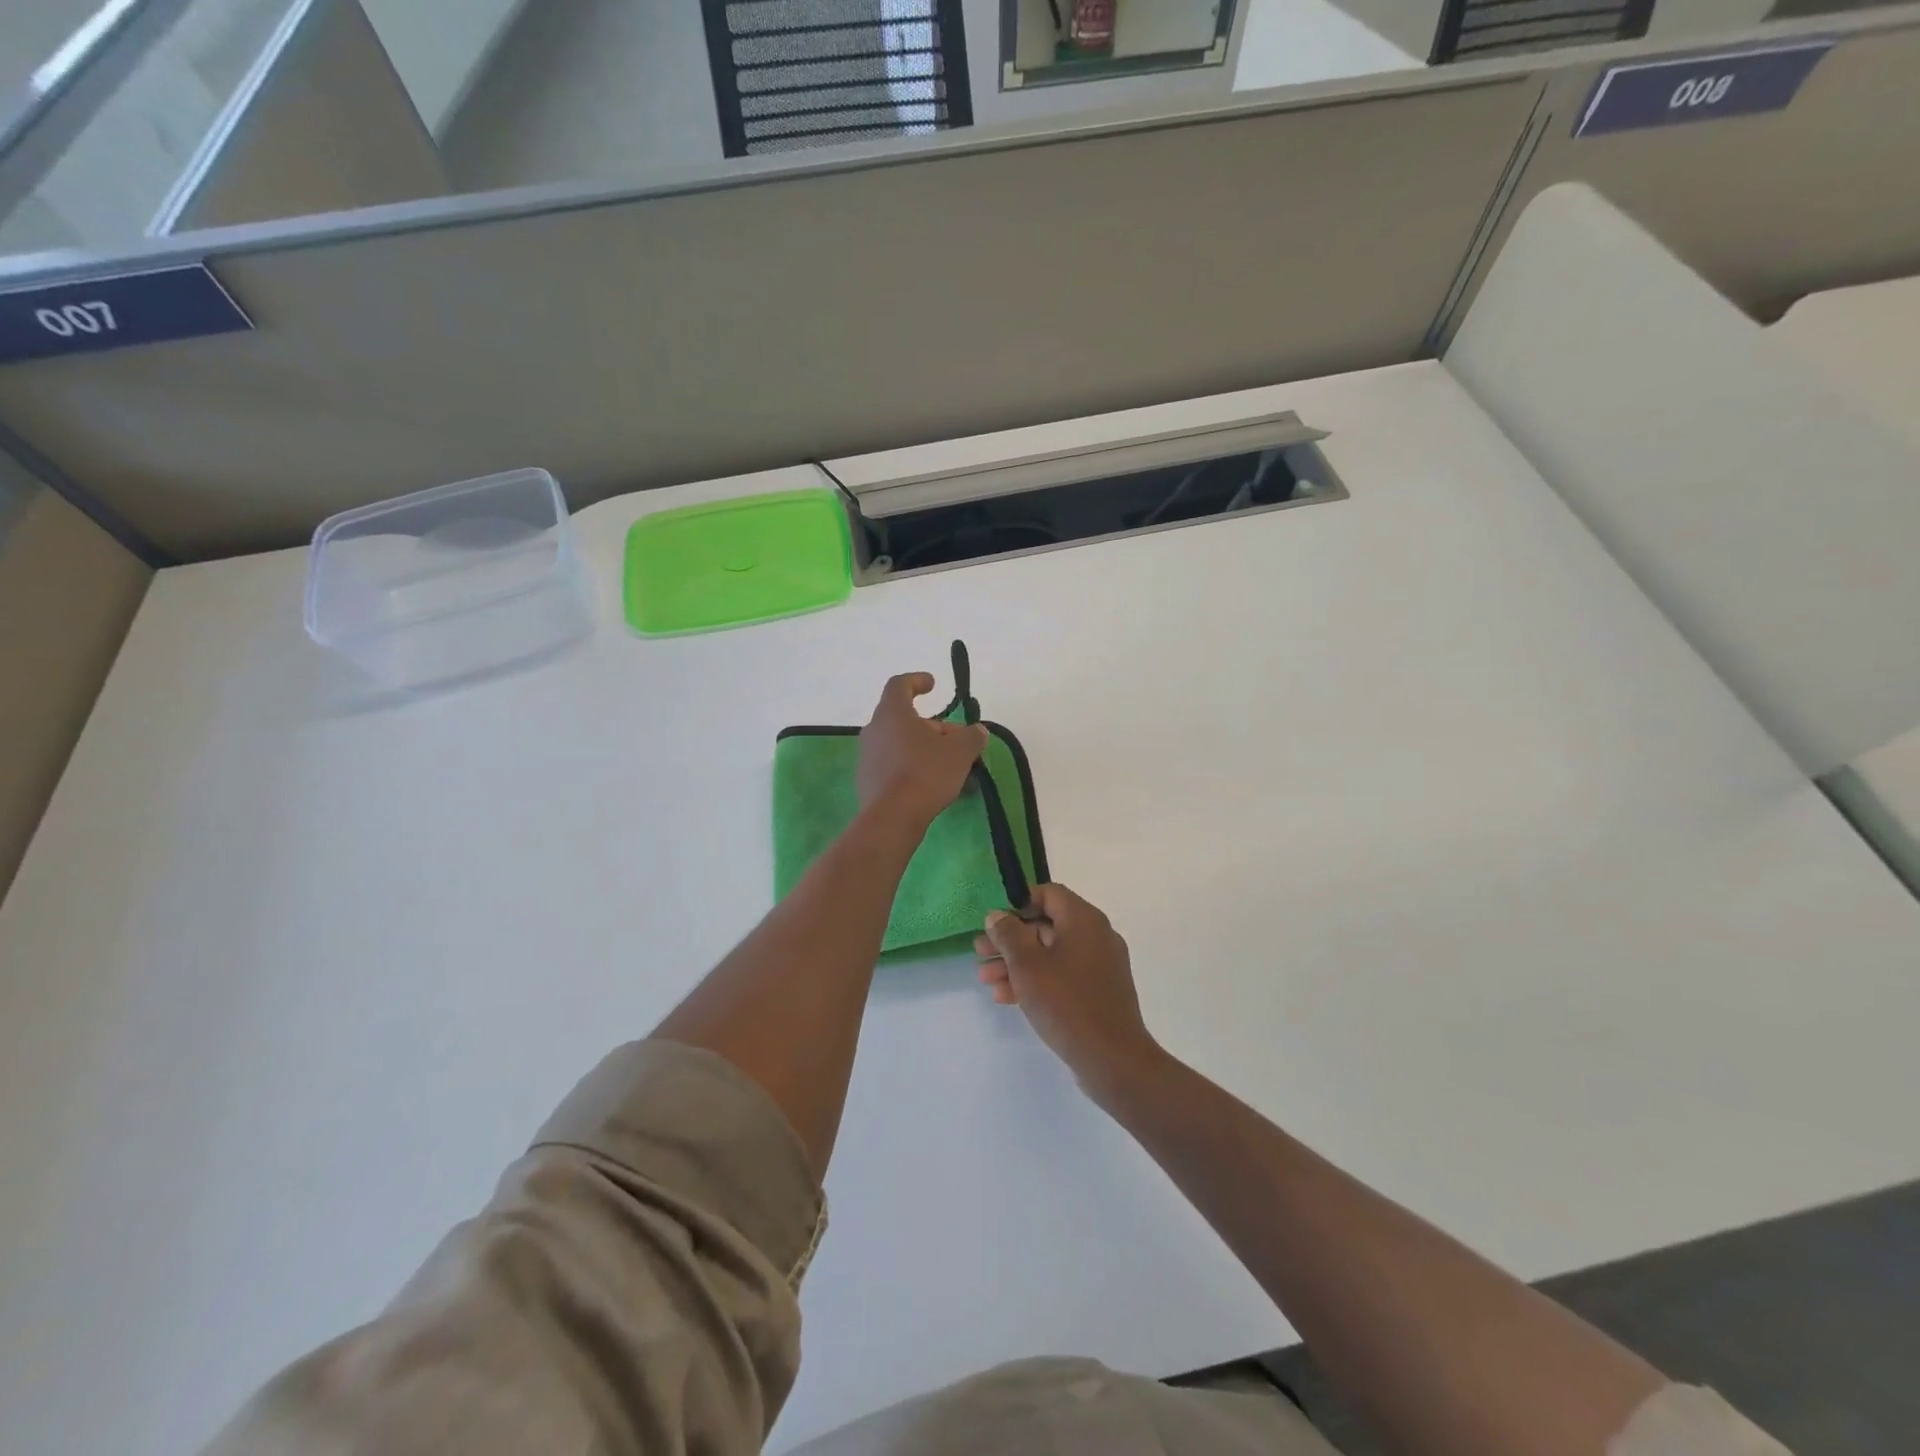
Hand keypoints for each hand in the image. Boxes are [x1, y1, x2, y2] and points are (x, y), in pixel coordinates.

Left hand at [857, 672, 988, 832]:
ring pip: (898, 743)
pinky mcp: (866, 780)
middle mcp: (874, 729)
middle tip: (954, 740)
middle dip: (930, 726)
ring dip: (922, 748)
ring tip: (947, 765)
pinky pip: (892, 765)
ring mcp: (867, 756)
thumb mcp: (960, 752)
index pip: (899, 685)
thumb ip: (972, 736)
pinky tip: (931, 785)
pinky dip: (911, 767)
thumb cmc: (926, 773)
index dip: (917, 681)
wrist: (892, 817)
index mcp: (892, 713)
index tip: (933, 684)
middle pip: (903, 718)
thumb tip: (977, 731)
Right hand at [975, 884, 1162, 1096]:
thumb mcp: (1027, 965)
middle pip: (1046, 925)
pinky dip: (1036, 980)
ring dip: (1017, 963)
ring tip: (986, 980)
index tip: (994, 922)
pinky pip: (1063, 975)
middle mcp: (1096, 935)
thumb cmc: (1066, 1002)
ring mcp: (1100, 965)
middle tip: (980, 953)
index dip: (1018, 903)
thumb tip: (998, 916)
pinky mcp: (1099, 992)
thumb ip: (1009, 934)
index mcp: (1084, 919)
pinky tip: (1006, 997)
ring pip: (1051, 953)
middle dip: (1010, 940)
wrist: (1112, 1059)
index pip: (1048, 894)